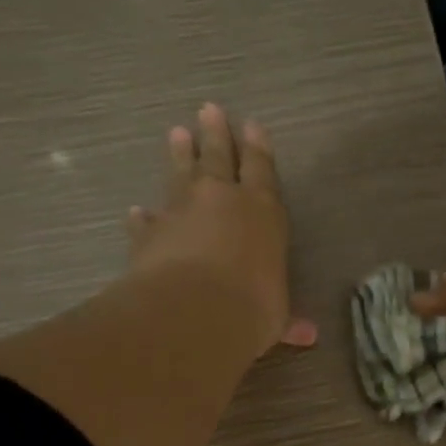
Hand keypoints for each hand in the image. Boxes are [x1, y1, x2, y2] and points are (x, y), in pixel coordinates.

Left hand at [127, 103, 316, 354]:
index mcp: (262, 213)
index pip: (262, 170)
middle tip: (207, 109)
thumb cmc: (251, 309)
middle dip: (215, 134)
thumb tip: (308, 336)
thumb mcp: (276, 317)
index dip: (258, 148)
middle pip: (218, 158)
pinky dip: (142, 217)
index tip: (252, 125)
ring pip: (180, 175)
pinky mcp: (148, 233)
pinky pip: (146, 220)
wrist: (194, 312)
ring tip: (176, 134)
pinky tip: (136, 211)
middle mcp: (221, 201)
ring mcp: (181, 212)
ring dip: (179, 156)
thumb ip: (287, 319)